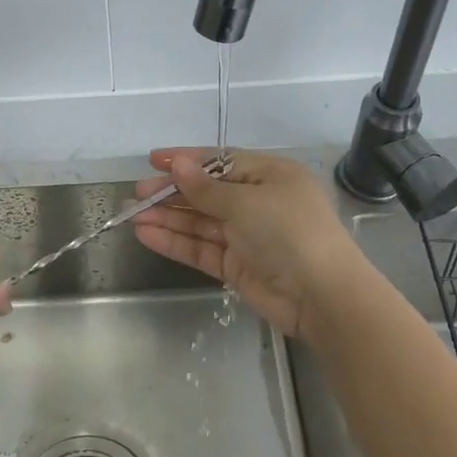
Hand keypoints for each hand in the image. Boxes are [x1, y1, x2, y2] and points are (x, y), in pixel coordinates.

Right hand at [133, 148, 365, 344]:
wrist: (322, 296)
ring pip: (201, 222)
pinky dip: (176, 242)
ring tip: (134, 214)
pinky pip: (202, 249)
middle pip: (208, 193)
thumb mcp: (246, 202)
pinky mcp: (238, 267)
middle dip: (173, 192)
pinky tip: (147, 235)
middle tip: (137, 193)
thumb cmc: (289, 232)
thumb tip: (178, 165)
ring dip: (169, 218)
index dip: (187, 160)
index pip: (221, 161)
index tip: (154, 160)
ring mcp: (248, 236)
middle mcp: (259, 202)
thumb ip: (206, 188)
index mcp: (270, 176)